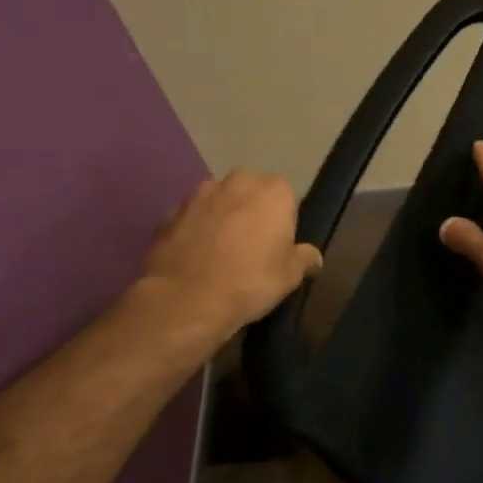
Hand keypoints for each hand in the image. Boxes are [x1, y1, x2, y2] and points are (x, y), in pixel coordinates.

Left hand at [136, 170, 321, 338]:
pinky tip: (195, 258)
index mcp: (273, 190)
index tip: (277, 245)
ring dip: (221, 218)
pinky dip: (194, 231)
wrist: (186, 300)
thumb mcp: (290, 276)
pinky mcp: (169, 212)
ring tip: (219, 253)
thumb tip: (313, 256)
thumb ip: (304, 258)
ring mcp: (199, 194)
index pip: (285, 197)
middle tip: (250, 247)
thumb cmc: (250, 282)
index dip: (282, 221)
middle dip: (250, 211)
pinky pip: (191, 218)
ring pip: (218, 202)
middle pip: (250, 192)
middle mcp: (237, 181)